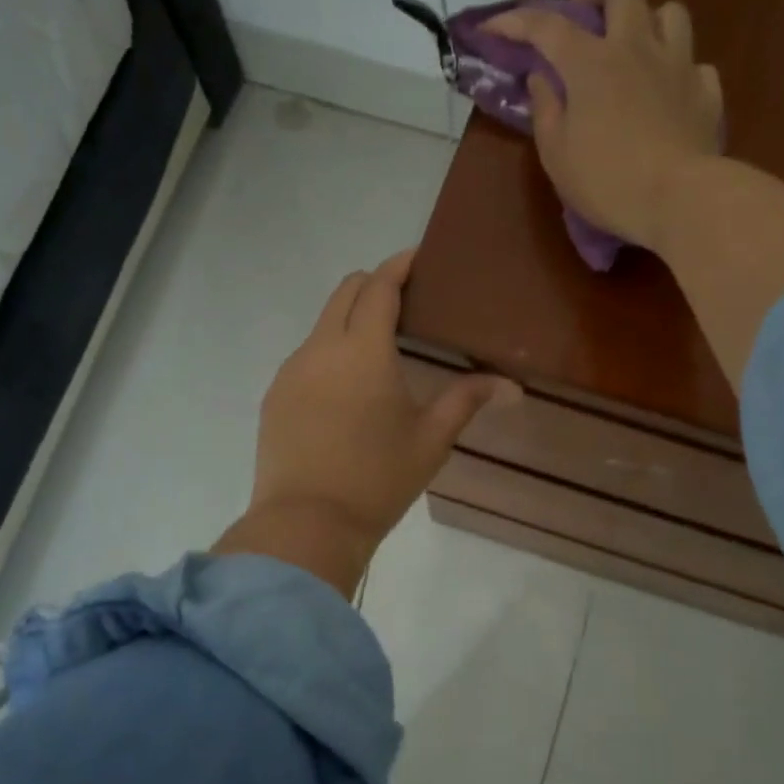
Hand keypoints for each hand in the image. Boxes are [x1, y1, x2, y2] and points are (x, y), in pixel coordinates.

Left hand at [214, 250, 519, 597]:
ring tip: (379, 351)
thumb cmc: (378, 479)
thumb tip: (509, 384)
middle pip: (345, 292)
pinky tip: (347, 390)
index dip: (400, 266)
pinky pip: (306, 356)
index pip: (380, 287)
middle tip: (406, 303)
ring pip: (322, 324)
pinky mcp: (275, 395)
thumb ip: (466, 400)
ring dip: (350, 320)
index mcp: (364, 350)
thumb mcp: (430, 439)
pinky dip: (330, 352)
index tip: (418, 258)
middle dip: (374, 285)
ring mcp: (291, 371)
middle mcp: (322, 348)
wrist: (307, 524)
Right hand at [485, 0, 723, 251]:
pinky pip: (694, 64)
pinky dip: (678, 71)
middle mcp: (637, 48)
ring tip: (634, 49)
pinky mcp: (707, 92)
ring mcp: (678, 65)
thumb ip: (546, 111)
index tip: (493, 27)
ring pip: (669, 12)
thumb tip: (542, 79)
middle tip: (583, 17)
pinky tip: (668, 93)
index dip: (515, 21)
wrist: (680, 200)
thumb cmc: (608, 182)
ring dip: (647, 21)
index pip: (546, 26)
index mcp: (591, 62)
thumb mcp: (557, 155)